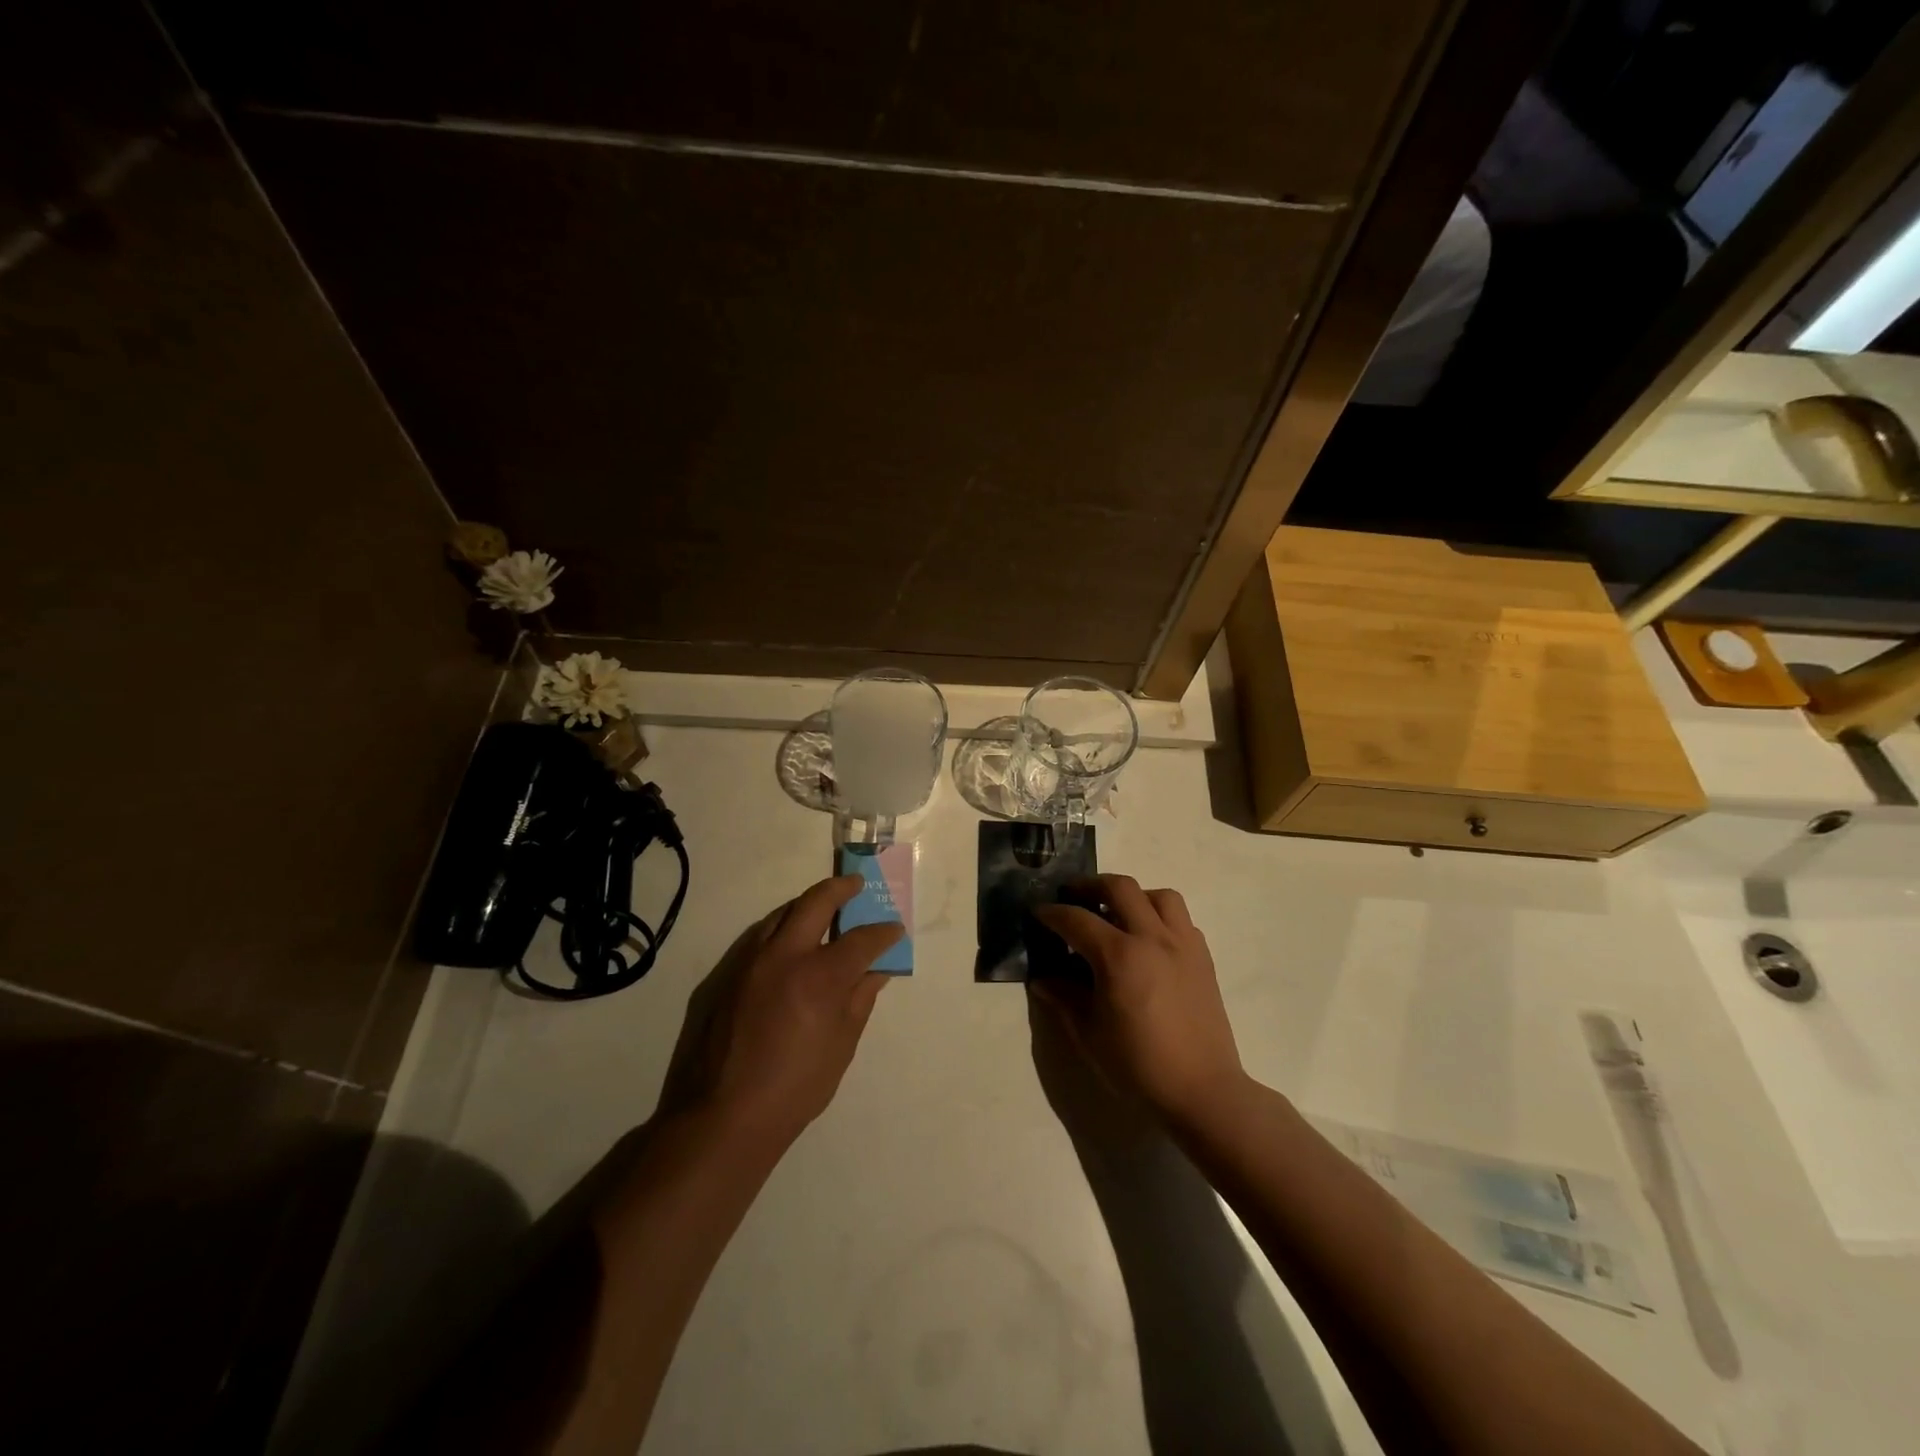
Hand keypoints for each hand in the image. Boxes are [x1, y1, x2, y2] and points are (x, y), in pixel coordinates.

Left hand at [675, 874, 902, 1149]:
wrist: (726, 1113)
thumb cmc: (796, 1086)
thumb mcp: (841, 1045)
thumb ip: (859, 1000)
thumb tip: (875, 972)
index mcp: (819, 977)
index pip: (861, 940)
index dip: (883, 932)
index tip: (894, 929)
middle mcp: (785, 956)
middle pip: (815, 902)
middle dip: (840, 888)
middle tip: (856, 885)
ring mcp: (753, 961)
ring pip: (783, 912)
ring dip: (808, 903)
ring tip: (826, 907)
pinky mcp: (731, 973)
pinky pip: (763, 935)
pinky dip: (784, 925)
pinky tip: (794, 940)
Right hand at [1034, 875, 1245, 1128]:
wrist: (1202, 1091)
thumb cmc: (1139, 1066)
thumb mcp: (1089, 1034)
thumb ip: (1064, 998)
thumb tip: (1043, 979)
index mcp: (1119, 956)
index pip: (1076, 919)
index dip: (1052, 913)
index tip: (1038, 912)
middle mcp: (1152, 938)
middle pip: (1120, 887)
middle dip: (1090, 885)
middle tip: (1073, 897)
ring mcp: (1183, 944)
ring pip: (1158, 895)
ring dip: (1133, 896)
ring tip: (1117, 914)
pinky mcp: (1203, 958)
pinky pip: (1181, 920)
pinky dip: (1160, 918)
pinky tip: (1148, 942)